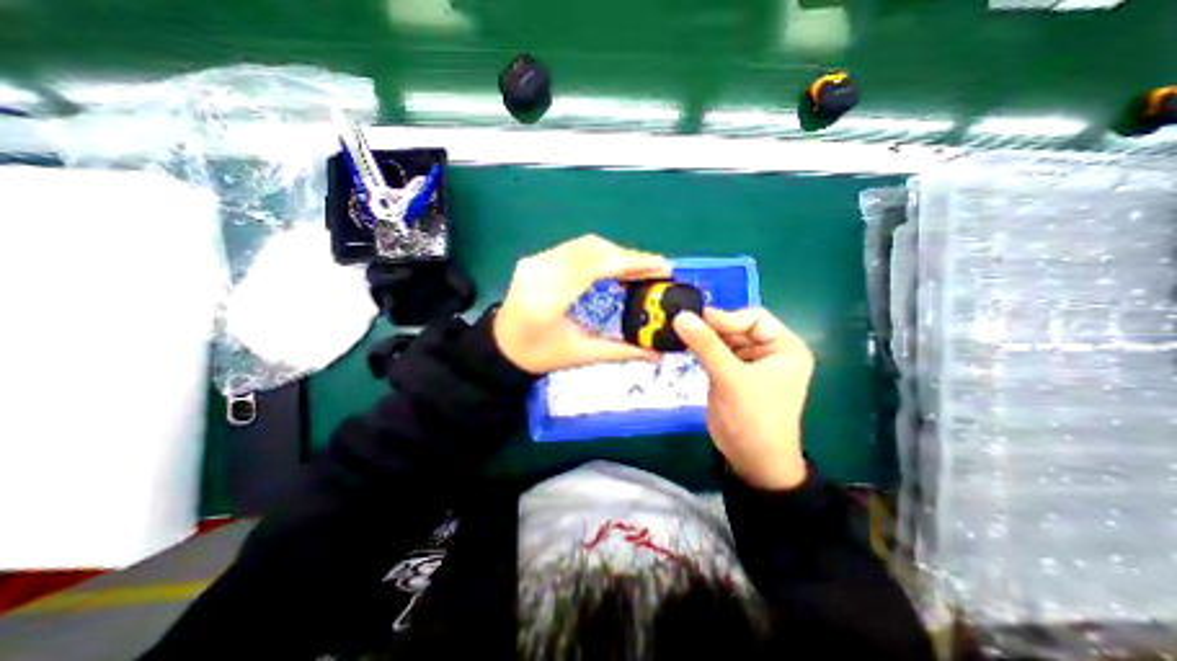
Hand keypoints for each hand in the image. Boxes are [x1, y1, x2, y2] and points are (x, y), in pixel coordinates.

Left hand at [490, 235, 671, 373]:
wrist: (500, 346)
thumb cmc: (538, 355)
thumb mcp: (580, 355)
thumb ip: (620, 351)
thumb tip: (656, 354)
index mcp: (548, 299)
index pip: (595, 267)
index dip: (631, 263)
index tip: (661, 267)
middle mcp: (540, 271)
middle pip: (593, 250)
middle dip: (628, 257)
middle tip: (655, 269)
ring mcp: (536, 261)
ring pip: (585, 244)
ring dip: (616, 253)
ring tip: (639, 268)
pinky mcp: (536, 258)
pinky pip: (575, 247)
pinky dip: (600, 253)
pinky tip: (613, 265)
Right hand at [675, 307, 816, 487]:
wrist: (752, 461)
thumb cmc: (754, 419)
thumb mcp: (731, 379)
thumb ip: (706, 346)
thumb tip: (681, 316)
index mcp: (784, 347)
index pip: (753, 318)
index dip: (726, 317)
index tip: (697, 319)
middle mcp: (767, 351)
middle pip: (735, 327)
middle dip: (711, 327)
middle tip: (681, 324)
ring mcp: (746, 362)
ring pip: (721, 339)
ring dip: (702, 337)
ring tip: (678, 332)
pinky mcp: (729, 373)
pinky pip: (713, 353)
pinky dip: (699, 349)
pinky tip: (683, 345)